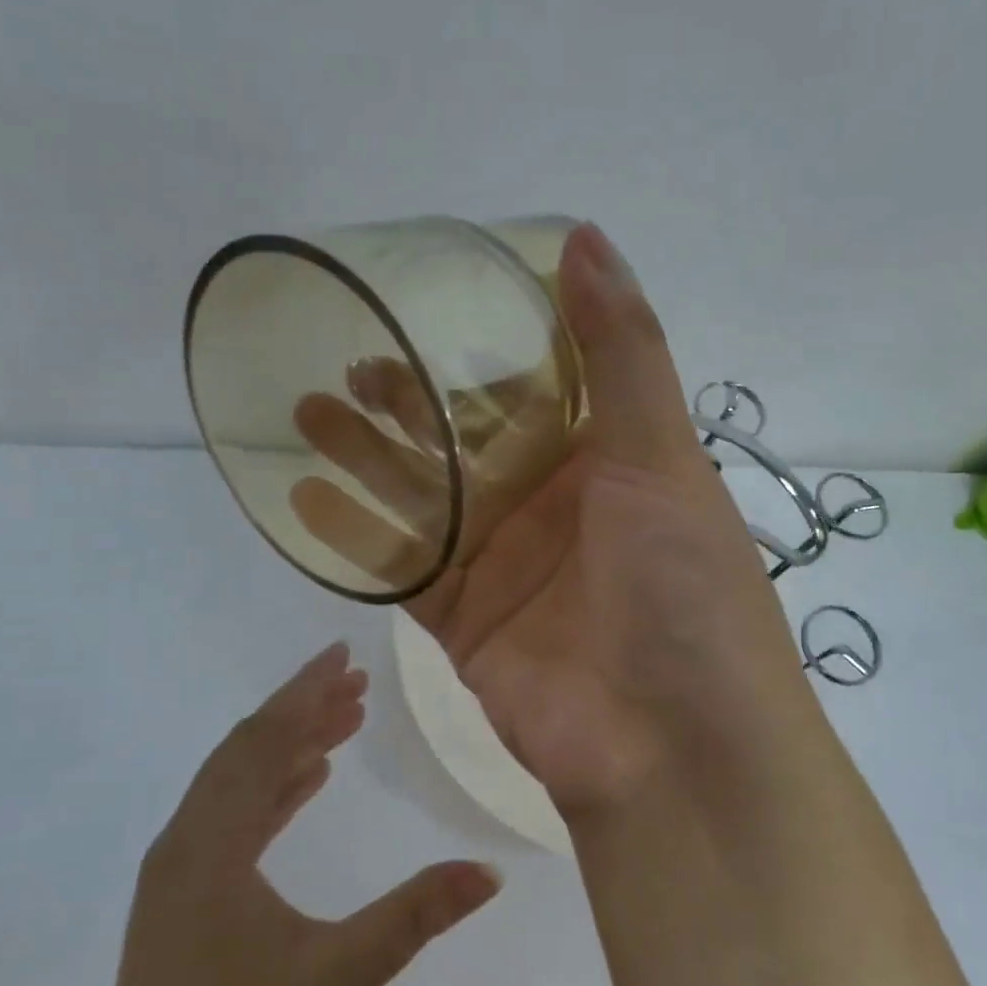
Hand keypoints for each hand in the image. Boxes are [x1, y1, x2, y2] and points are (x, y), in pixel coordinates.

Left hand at [70, 645, 499, 985]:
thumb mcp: (341, 975)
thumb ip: (416, 915)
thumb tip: (489, 872)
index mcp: (213, 844)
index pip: (264, 741)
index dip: (305, 691)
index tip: (343, 654)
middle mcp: (185, 843)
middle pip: (247, 750)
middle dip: (302, 710)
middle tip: (356, 684)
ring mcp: (177, 874)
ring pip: (236, 783)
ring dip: (288, 747)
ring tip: (342, 724)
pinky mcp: (180, 902)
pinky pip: (229, 817)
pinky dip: (271, 790)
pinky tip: (307, 785)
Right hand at [292, 225, 814, 822]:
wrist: (674, 749)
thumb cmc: (683, 589)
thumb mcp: (661, 456)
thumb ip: (623, 351)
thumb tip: (585, 236)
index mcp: (608, 464)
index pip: (536, 388)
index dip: (485, 348)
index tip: (430, 303)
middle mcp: (555, 510)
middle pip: (466, 439)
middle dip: (410, 400)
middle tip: (348, 355)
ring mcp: (506, 567)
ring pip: (423, 498)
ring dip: (368, 457)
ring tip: (307, 409)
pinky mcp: (465, 623)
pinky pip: (401, 568)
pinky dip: (354, 537)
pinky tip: (303, 496)